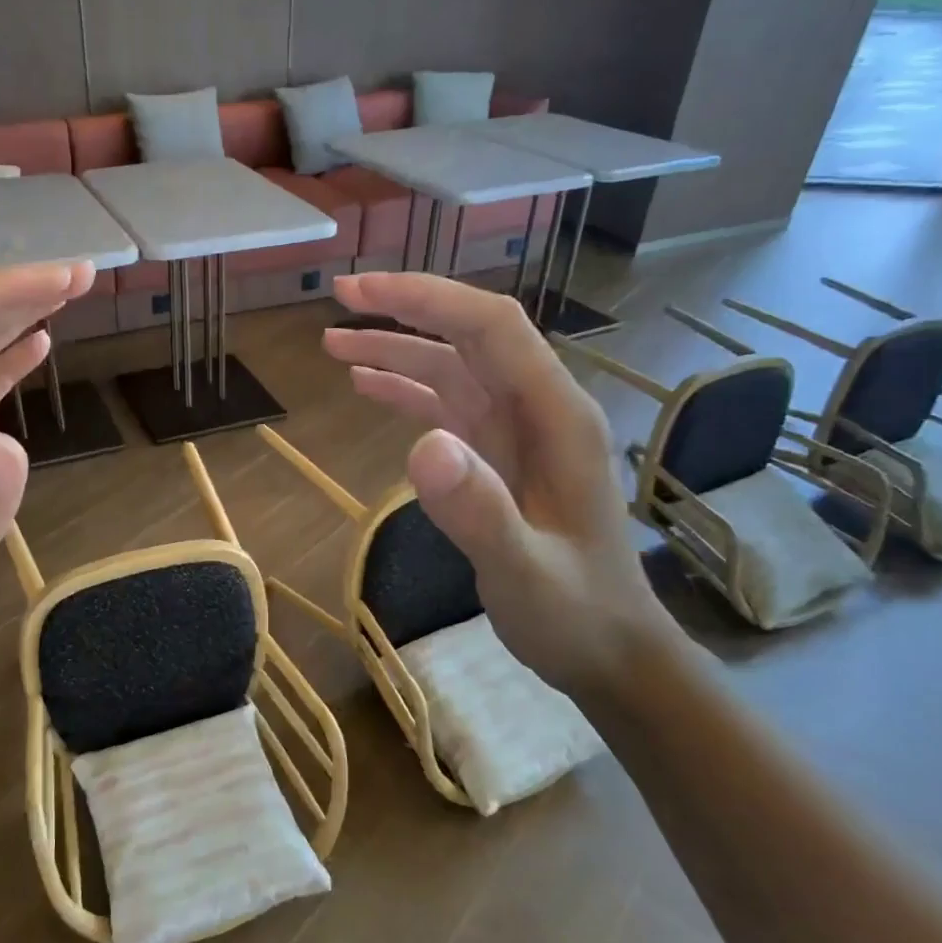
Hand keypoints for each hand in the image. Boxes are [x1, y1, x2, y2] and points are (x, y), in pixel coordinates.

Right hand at [324, 272, 677, 703]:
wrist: (607, 650)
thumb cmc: (575, 612)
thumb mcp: (525, 572)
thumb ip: (479, 511)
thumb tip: (421, 444)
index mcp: (557, 416)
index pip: (491, 328)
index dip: (427, 299)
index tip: (361, 292)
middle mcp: (537, 409)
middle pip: (468, 336)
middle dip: (405, 310)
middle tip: (338, 299)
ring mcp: (516, 432)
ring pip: (451, 369)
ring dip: (396, 350)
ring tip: (334, 345)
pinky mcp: (497, 456)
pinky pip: (447, 407)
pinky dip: (405, 391)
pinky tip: (367, 386)